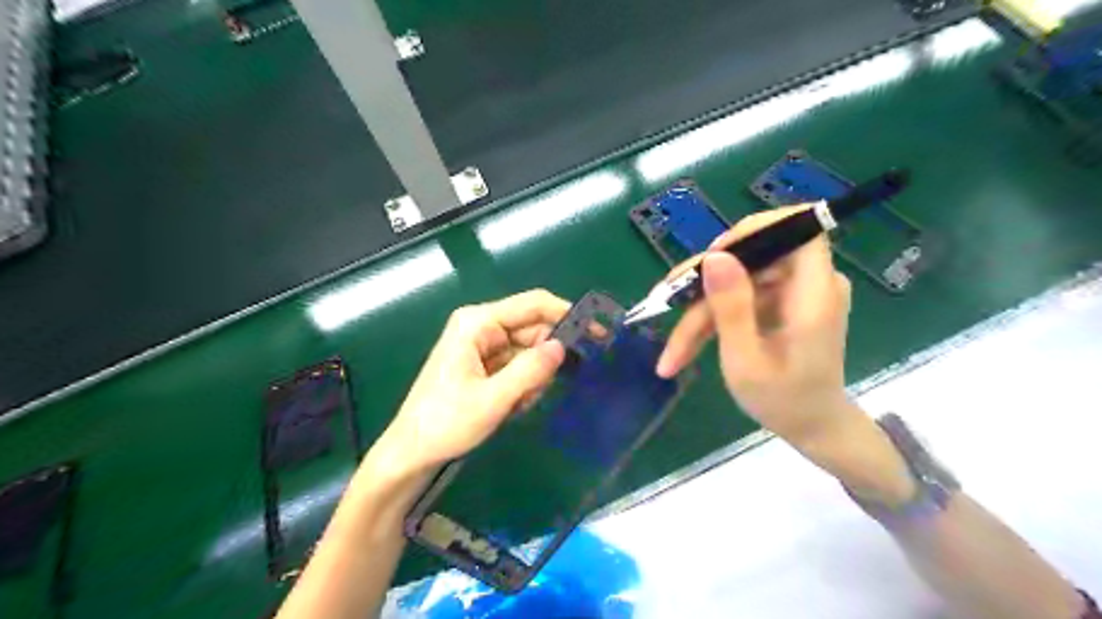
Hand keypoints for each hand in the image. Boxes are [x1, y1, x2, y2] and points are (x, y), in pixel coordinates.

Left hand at [373, 289, 571, 473]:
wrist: (412, 452)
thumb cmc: (446, 423)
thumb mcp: (493, 399)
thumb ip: (531, 370)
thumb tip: (562, 346)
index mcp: (478, 323)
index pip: (533, 305)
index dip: (567, 314)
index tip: (596, 333)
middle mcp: (482, 327)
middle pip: (533, 330)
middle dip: (545, 359)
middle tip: (543, 389)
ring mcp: (483, 346)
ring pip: (529, 351)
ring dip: (533, 378)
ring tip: (517, 405)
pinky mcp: (484, 364)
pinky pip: (518, 366)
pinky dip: (523, 385)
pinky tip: (512, 406)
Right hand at [653, 206, 849, 448]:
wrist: (812, 428)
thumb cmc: (784, 401)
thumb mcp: (746, 361)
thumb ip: (732, 307)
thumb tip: (714, 256)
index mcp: (814, 293)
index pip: (799, 228)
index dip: (756, 230)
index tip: (714, 255)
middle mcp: (809, 284)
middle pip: (752, 258)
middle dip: (705, 283)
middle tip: (666, 302)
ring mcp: (793, 293)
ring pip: (737, 281)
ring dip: (700, 311)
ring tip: (672, 352)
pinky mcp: (780, 303)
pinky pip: (740, 297)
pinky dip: (712, 319)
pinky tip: (686, 347)